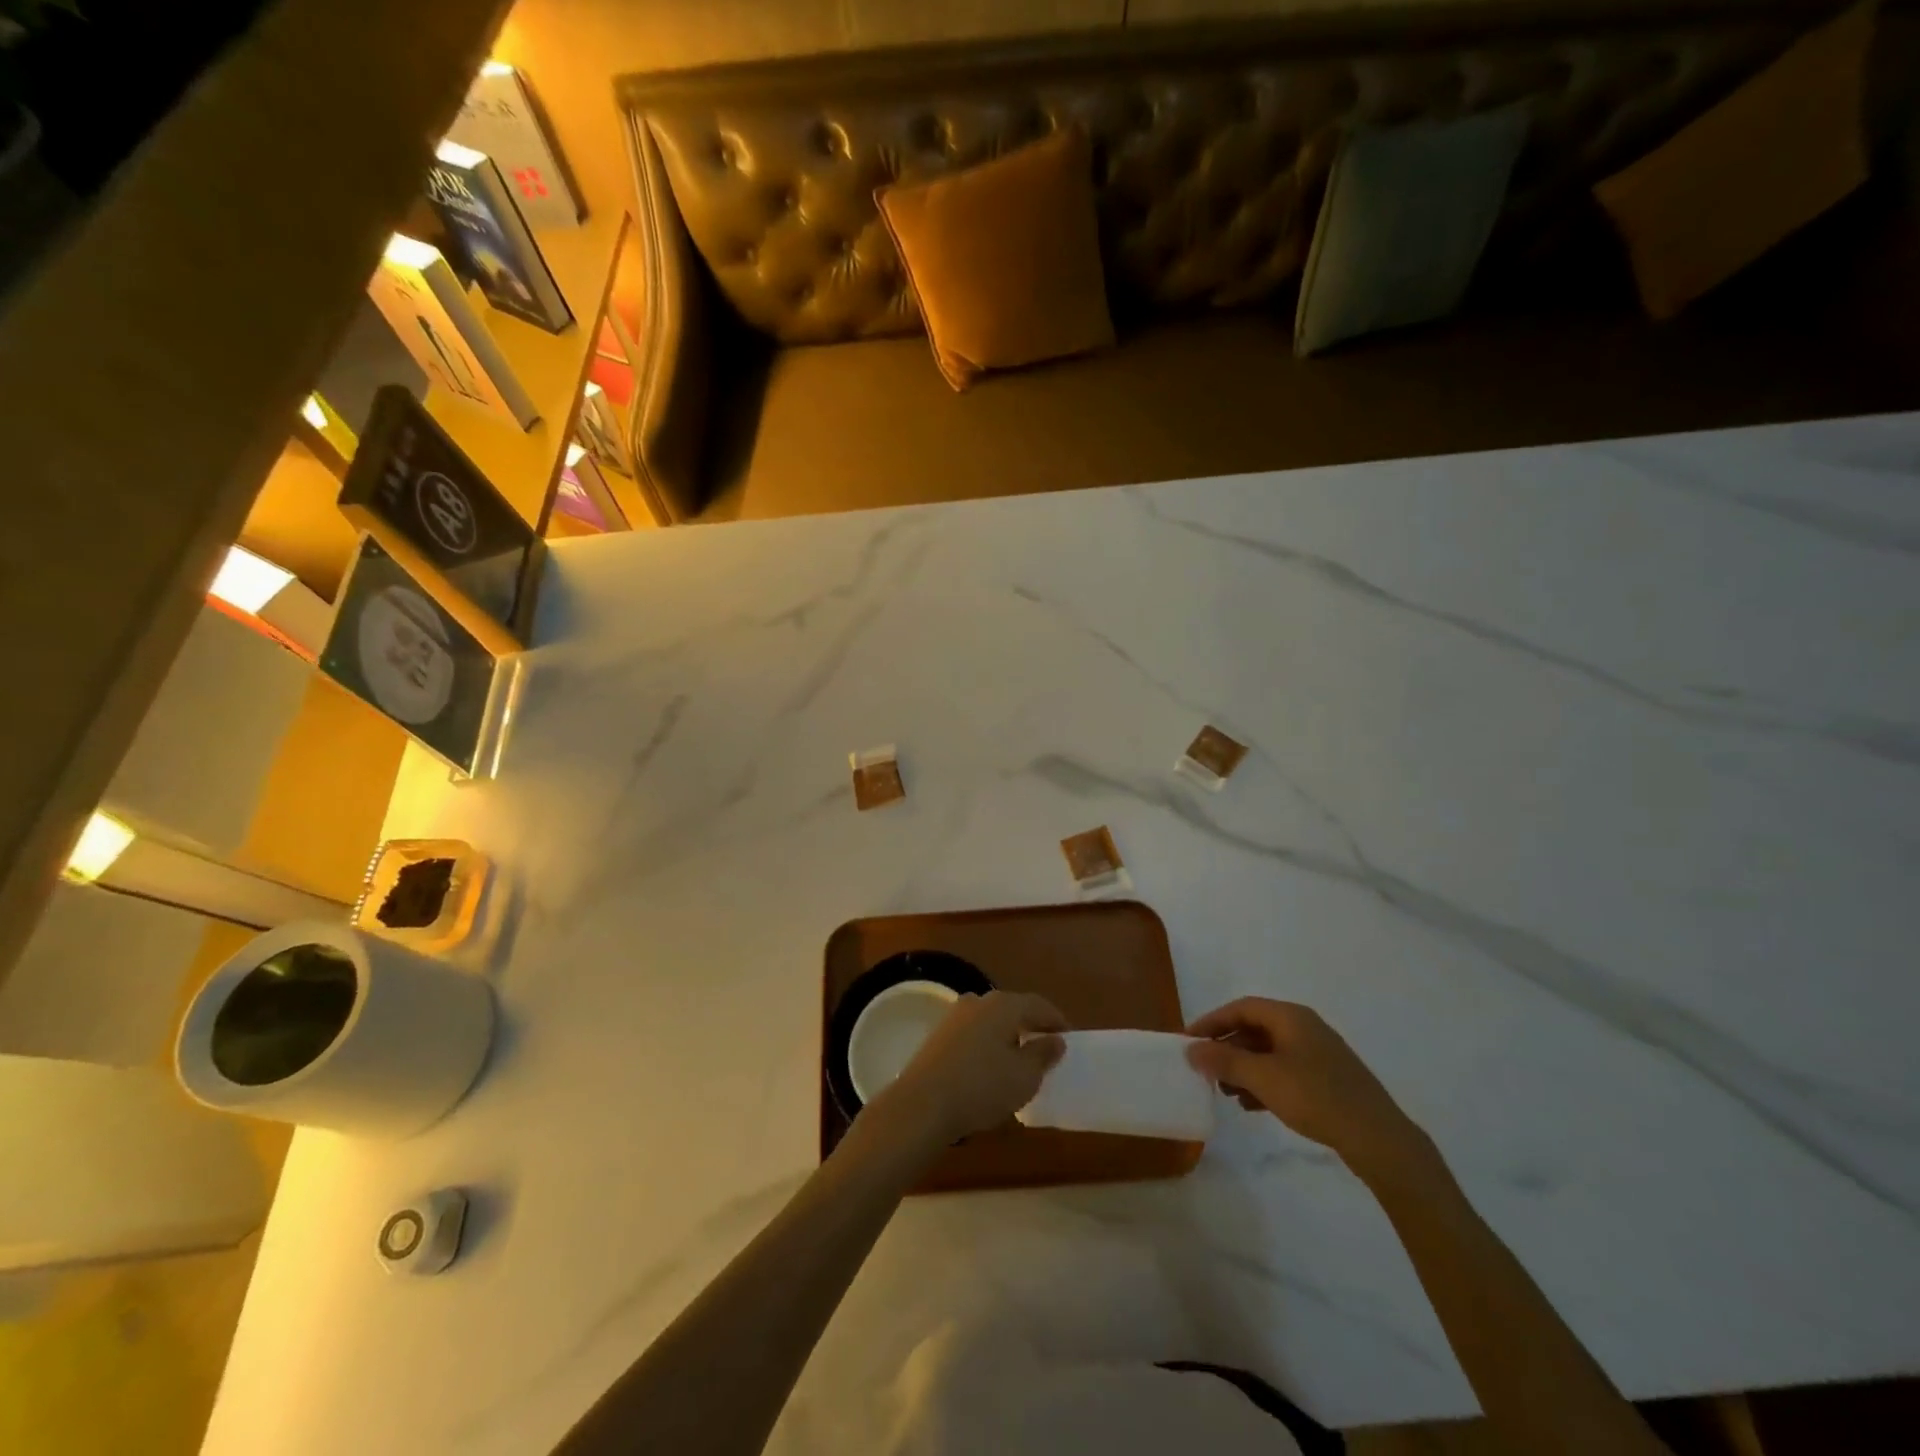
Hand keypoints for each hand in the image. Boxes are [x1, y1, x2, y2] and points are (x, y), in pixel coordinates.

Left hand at [876, 992, 1066, 1144]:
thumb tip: (1055, 1040)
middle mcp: (978, 1001)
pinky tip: (990, 1070)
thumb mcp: (1024, 1076)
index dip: (1057, 1021)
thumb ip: (1043, 1055)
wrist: (922, 1104)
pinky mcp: (938, 1036)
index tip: (1069, 1039)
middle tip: (1046, 1051)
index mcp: (1003, 1004)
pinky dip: (988, 1047)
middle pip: (1013, 1010)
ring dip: (1007, 1038)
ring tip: (1019, 1064)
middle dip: (1031, 1028)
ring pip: (991, 1022)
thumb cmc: (982, 1087)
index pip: (1038, 1005)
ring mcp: (954, 1016)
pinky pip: (974, 1035)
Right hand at [1186, 998, 1428, 1178]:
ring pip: (1269, 1053)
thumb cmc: (1315, 1097)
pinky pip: (1284, 1071)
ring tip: (1224, 1092)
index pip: (1240, 1008)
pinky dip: (1263, 1082)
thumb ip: (1224, 1061)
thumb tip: (1191, 1050)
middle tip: (1205, 1069)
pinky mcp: (1327, 1080)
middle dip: (1227, 1048)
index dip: (1212, 1022)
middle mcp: (1304, 1027)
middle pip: (1254, 1029)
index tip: (1190, 1042)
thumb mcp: (1262, 1077)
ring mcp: (1318, 1054)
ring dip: (1243, 1068)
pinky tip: (1251, 1105)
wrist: (1378, 1139)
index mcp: (1290, 1017)